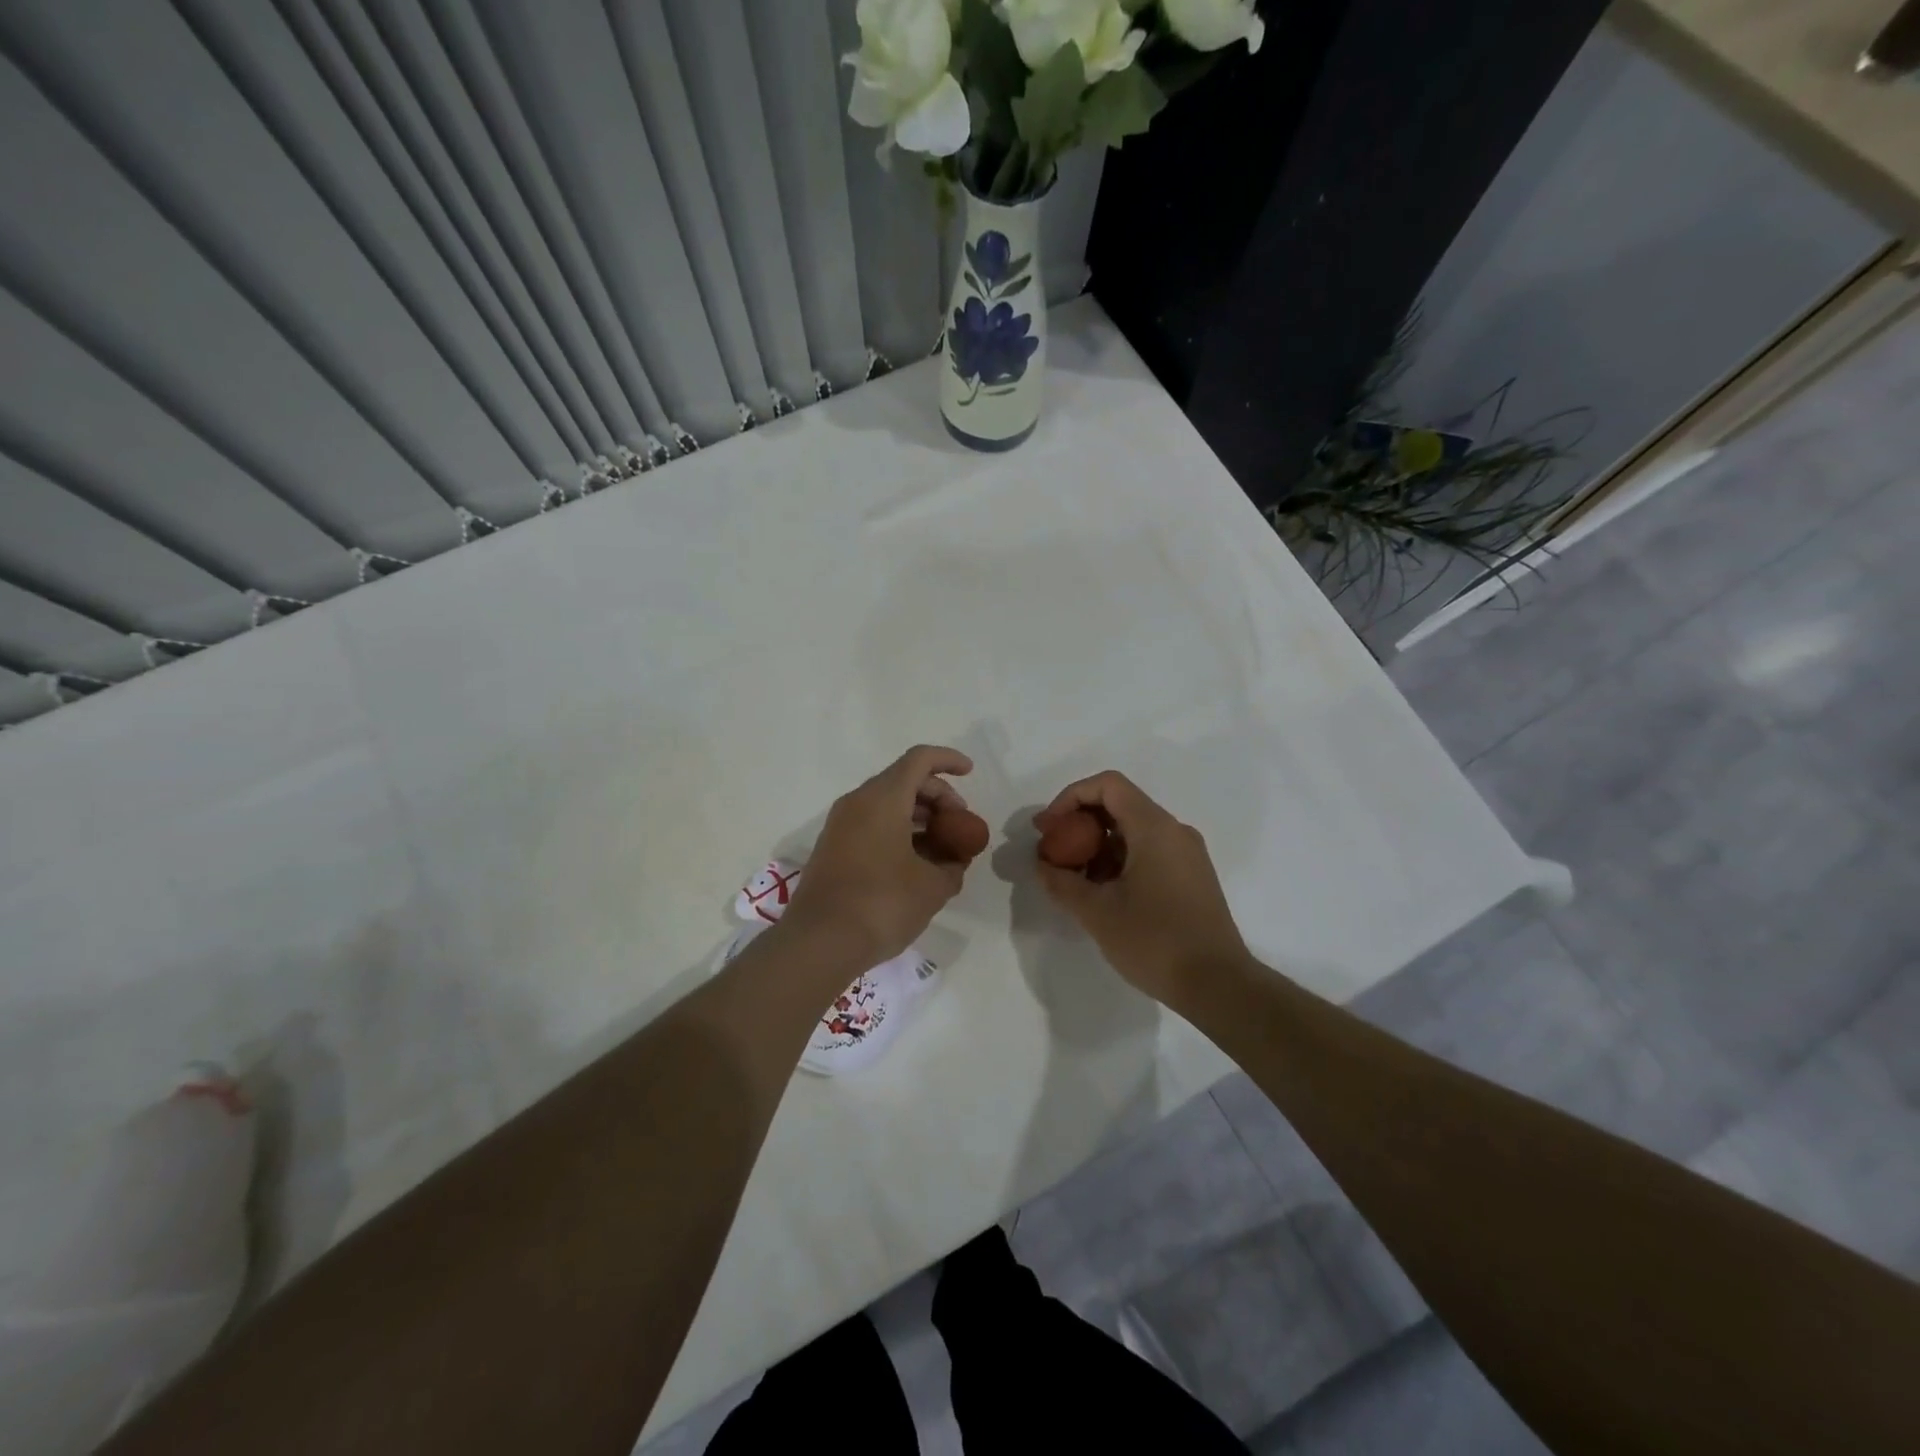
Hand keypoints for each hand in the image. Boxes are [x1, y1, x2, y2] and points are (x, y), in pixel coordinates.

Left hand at [780, 746, 975, 967]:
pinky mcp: (833, 848)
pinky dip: (898, 832)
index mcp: (883, 799)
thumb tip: (955, 860)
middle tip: (959, 826)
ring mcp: (840, 825)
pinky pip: (871, 824)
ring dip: (918, 817)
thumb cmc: (882, 904)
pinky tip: (916, 863)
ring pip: (886, 804)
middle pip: (904, 780)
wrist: (820, 942)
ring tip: (943, 848)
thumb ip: (953, 865)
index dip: (948, 760)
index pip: (919, 760)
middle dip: (937, 796)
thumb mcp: (933, 887)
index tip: (970, 772)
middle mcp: (858, 802)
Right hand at [1034, 771, 1250, 1008]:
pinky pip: (1148, 851)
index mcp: (1154, 828)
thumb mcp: (1097, 913)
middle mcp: (1174, 831)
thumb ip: (1062, 882)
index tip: (1048, 830)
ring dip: (1097, 846)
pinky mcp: (1191, 877)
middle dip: (1080, 824)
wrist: (1219, 986)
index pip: (1108, 785)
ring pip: (1133, 831)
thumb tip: (1043, 865)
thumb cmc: (1155, 941)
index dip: (1070, 798)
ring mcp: (1187, 854)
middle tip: (1053, 854)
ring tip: (1073, 880)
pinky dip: (1119, 860)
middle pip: (1119, 805)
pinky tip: (1102, 893)